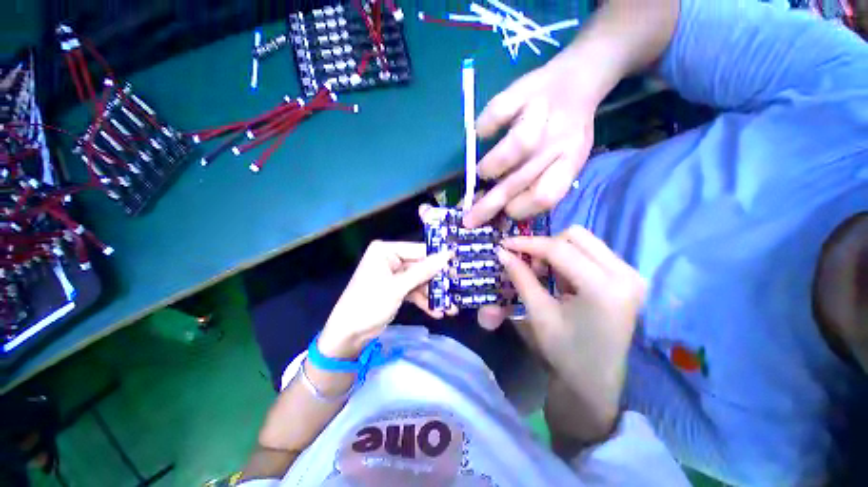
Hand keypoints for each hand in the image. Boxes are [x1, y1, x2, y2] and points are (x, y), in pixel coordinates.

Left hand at [318, 241, 451, 358]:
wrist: (348, 335)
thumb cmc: (369, 304)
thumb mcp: (398, 287)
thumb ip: (424, 270)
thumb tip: (448, 254)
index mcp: (386, 251)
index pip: (418, 250)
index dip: (438, 259)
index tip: (458, 266)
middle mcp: (391, 259)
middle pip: (421, 266)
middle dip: (437, 282)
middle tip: (456, 289)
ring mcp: (394, 275)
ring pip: (420, 280)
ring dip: (433, 295)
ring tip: (450, 308)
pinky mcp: (396, 288)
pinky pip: (414, 291)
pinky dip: (424, 301)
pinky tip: (437, 312)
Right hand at [463, 50, 597, 227]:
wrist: (577, 81)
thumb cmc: (564, 132)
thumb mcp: (562, 162)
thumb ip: (538, 185)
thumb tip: (501, 212)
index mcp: (569, 162)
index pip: (545, 197)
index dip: (519, 210)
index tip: (504, 212)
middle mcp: (558, 140)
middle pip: (521, 179)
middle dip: (488, 206)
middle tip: (468, 220)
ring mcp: (542, 113)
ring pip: (517, 145)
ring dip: (491, 166)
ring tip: (482, 173)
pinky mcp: (523, 91)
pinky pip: (498, 112)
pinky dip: (484, 127)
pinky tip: (482, 132)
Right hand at [496, 225, 645, 428]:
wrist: (596, 379)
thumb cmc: (565, 351)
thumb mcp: (538, 313)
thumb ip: (521, 277)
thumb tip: (502, 252)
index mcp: (604, 288)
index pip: (560, 249)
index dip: (528, 243)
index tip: (505, 244)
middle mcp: (625, 274)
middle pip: (576, 236)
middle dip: (545, 246)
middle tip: (530, 266)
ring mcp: (631, 274)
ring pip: (584, 241)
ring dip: (557, 251)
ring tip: (545, 274)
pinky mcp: (629, 277)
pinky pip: (592, 252)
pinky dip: (569, 258)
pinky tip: (562, 279)